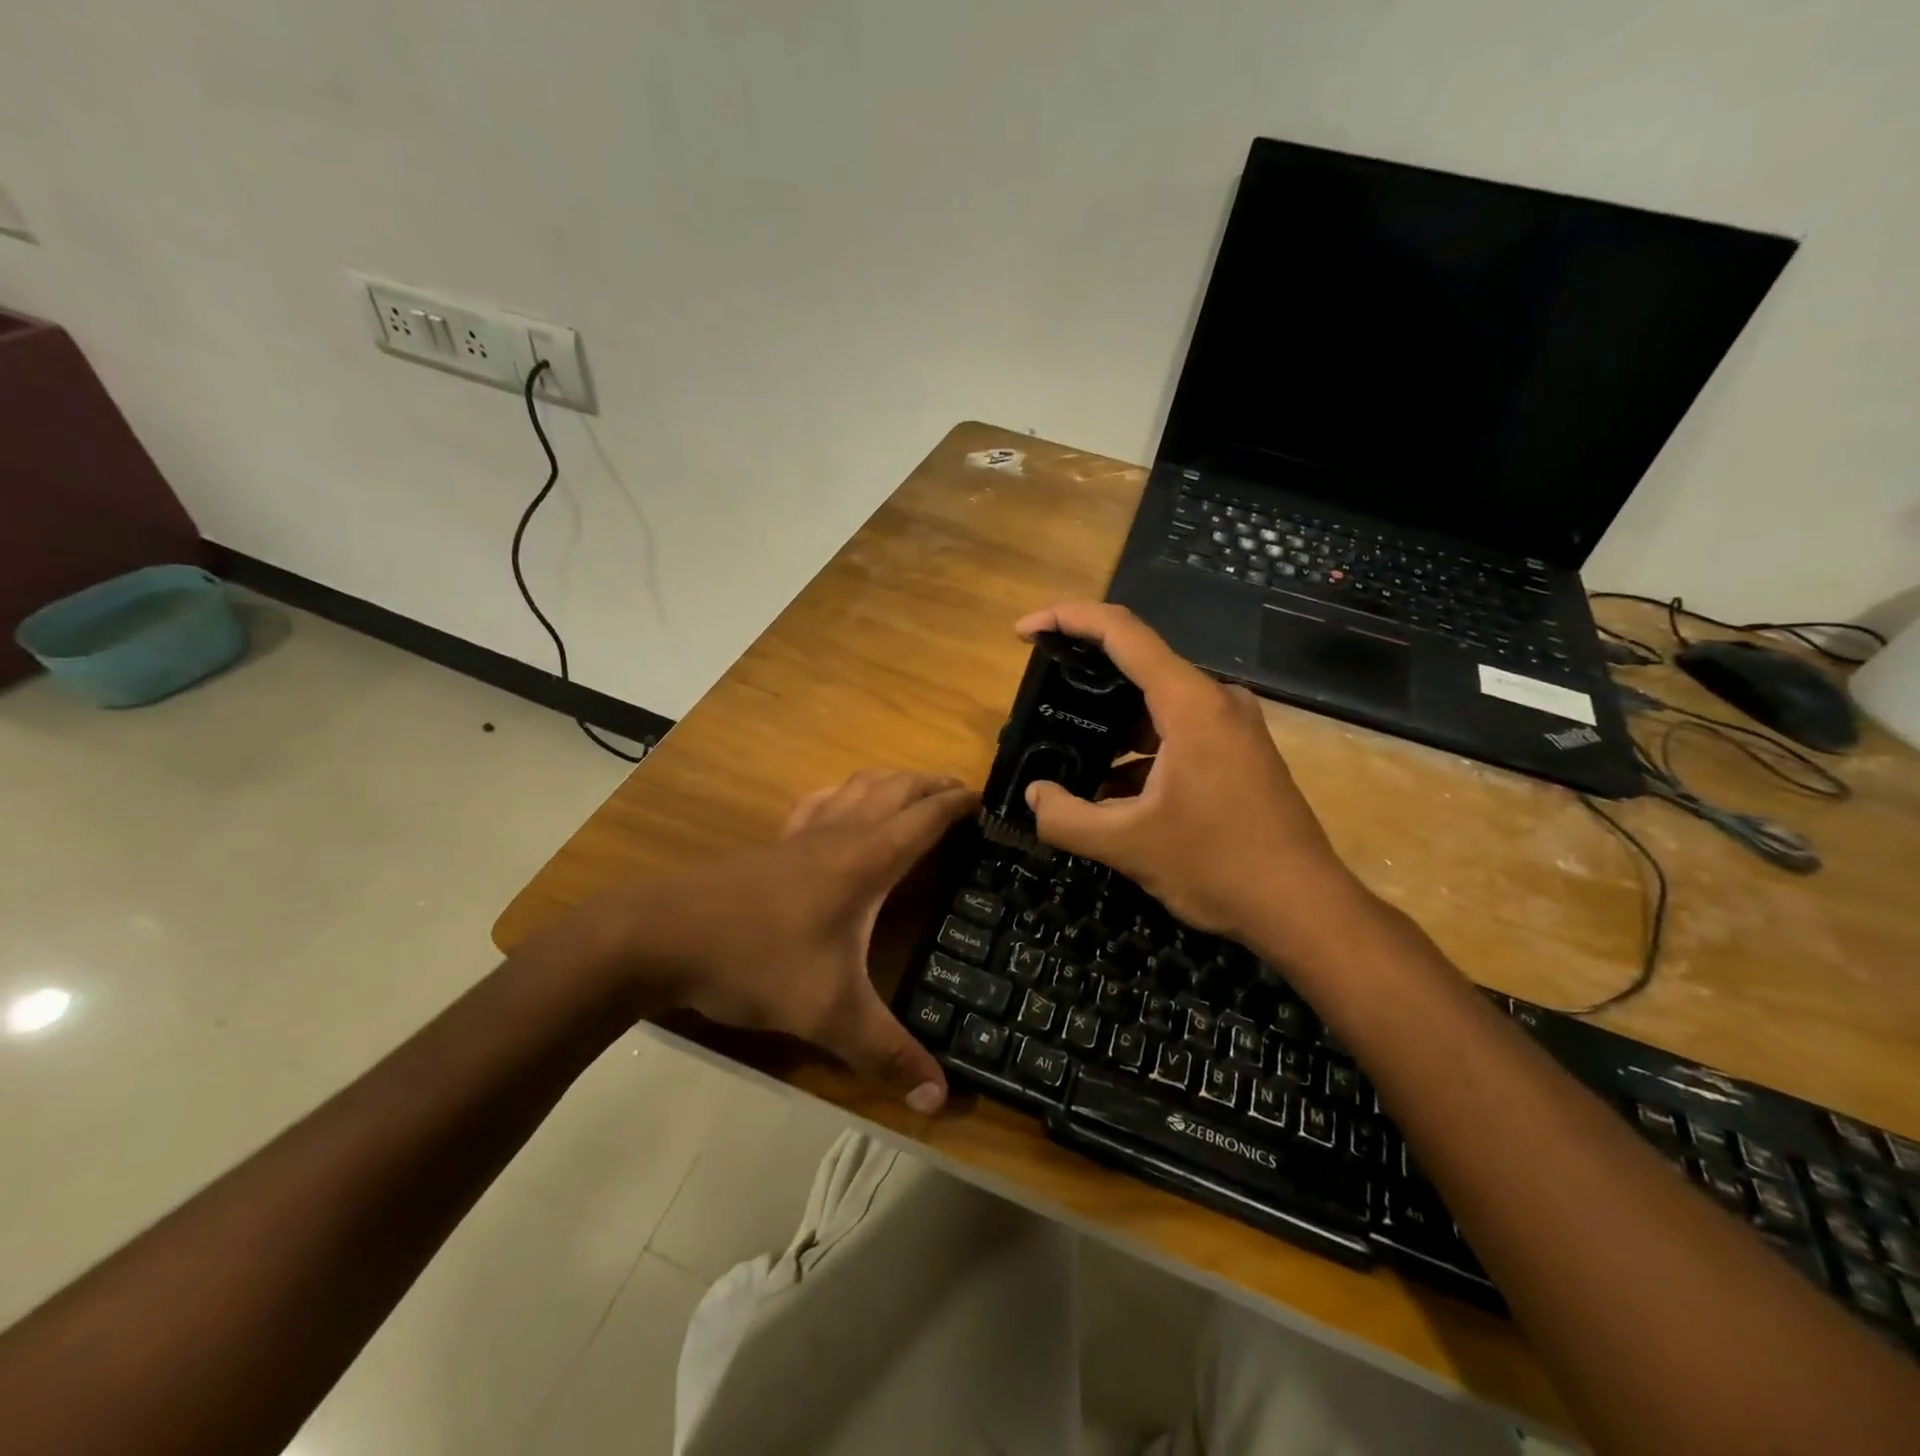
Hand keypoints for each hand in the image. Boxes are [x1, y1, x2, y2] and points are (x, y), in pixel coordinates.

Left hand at [634, 770, 974, 1112]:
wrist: (660, 936)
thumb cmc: (756, 961)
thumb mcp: (828, 1014)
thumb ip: (886, 1054)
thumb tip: (939, 1101)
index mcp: (866, 859)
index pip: (926, 817)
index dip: (960, 803)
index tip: (989, 801)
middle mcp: (840, 833)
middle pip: (897, 788)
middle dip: (934, 784)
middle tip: (963, 794)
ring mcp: (802, 833)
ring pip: (859, 786)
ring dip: (894, 781)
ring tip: (914, 793)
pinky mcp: (773, 843)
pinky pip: (821, 802)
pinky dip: (847, 794)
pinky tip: (842, 809)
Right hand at [1014, 603, 1372, 954]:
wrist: (1304, 909)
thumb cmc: (1217, 866)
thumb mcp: (1127, 845)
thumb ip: (1065, 818)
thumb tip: (1034, 794)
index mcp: (1190, 704)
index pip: (1122, 632)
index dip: (1068, 619)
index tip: (1025, 631)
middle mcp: (1216, 700)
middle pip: (1139, 663)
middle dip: (1084, 675)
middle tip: (1040, 696)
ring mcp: (1232, 726)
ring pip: (1157, 703)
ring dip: (1112, 723)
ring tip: (1067, 749)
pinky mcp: (1239, 752)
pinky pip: (1178, 731)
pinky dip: (1139, 749)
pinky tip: (1111, 788)